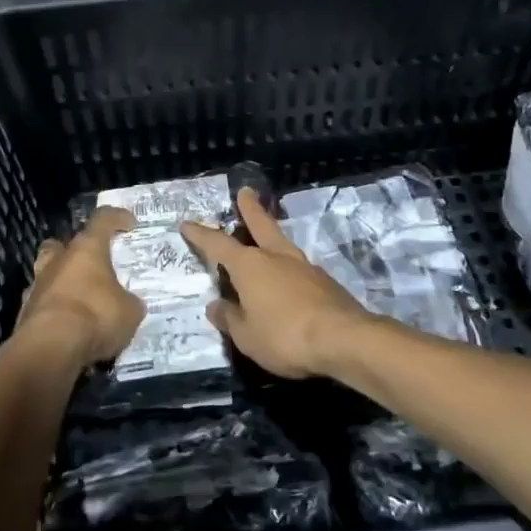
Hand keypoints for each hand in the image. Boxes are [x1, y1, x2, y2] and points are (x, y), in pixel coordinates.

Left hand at [12, 206, 144, 370]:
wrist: (49, 348)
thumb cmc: (95, 317)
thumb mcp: (130, 312)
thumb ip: (130, 303)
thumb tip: (128, 304)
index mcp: (86, 250)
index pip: (103, 220)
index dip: (117, 218)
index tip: (130, 223)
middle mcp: (58, 261)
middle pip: (61, 244)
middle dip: (74, 251)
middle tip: (90, 265)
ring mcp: (37, 286)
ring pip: (47, 273)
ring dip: (62, 282)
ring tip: (79, 299)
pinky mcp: (24, 313)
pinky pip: (42, 304)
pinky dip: (54, 311)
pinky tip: (67, 326)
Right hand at [180, 189, 373, 378]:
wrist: (343, 339)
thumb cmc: (285, 335)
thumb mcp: (246, 336)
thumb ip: (230, 318)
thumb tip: (216, 305)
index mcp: (250, 266)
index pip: (218, 244)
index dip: (201, 235)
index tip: (187, 223)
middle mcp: (276, 257)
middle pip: (260, 225)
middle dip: (250, 209)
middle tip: (245, 191)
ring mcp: (304, 267)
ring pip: (282, 244)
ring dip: (271, 237)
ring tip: (266, 239)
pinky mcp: (325, 282)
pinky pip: (298, 268)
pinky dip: (287, 268)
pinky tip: (288, 280)